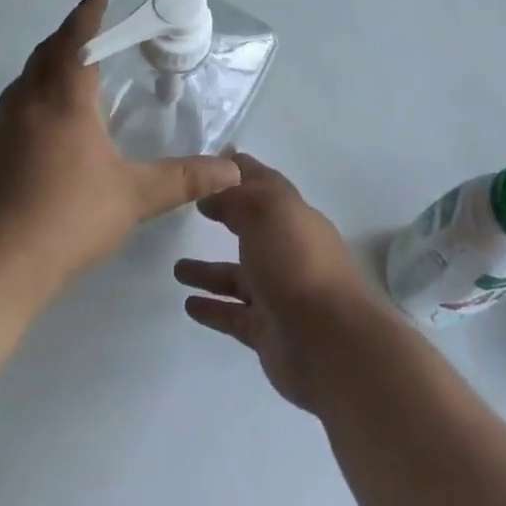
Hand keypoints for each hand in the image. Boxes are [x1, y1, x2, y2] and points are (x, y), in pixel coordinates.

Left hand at [0, 0, 241, 297]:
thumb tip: (232, 170)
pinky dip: (32, 95)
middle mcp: (27, 102)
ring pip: (25, 79)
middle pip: (46, 52)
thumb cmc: (67, 218)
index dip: (89, 13)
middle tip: (91, 30)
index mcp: (63, 99)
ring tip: (69, 70)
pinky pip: (13, 106)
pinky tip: (45, 124)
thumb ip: (183, 179)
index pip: (77, 40)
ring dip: (47, 64)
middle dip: (69, 34)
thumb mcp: (134, 197)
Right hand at [175, 154, 384, 410]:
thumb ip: (235, 196)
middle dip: (225, 218)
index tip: (209, 162)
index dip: (239, 171)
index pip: (264, 185)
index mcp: (293, 216)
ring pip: (237, 276)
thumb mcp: (265, 210)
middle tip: (190, 212)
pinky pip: (233, 315)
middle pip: (252, 229)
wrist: (328, 342)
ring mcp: (279, 293)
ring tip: (176, 269)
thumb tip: (211, 193)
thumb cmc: (297, 262)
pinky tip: (188, 304)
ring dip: (209, 271)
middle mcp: (289, 251)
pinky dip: (212, 309)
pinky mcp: (268, 332)